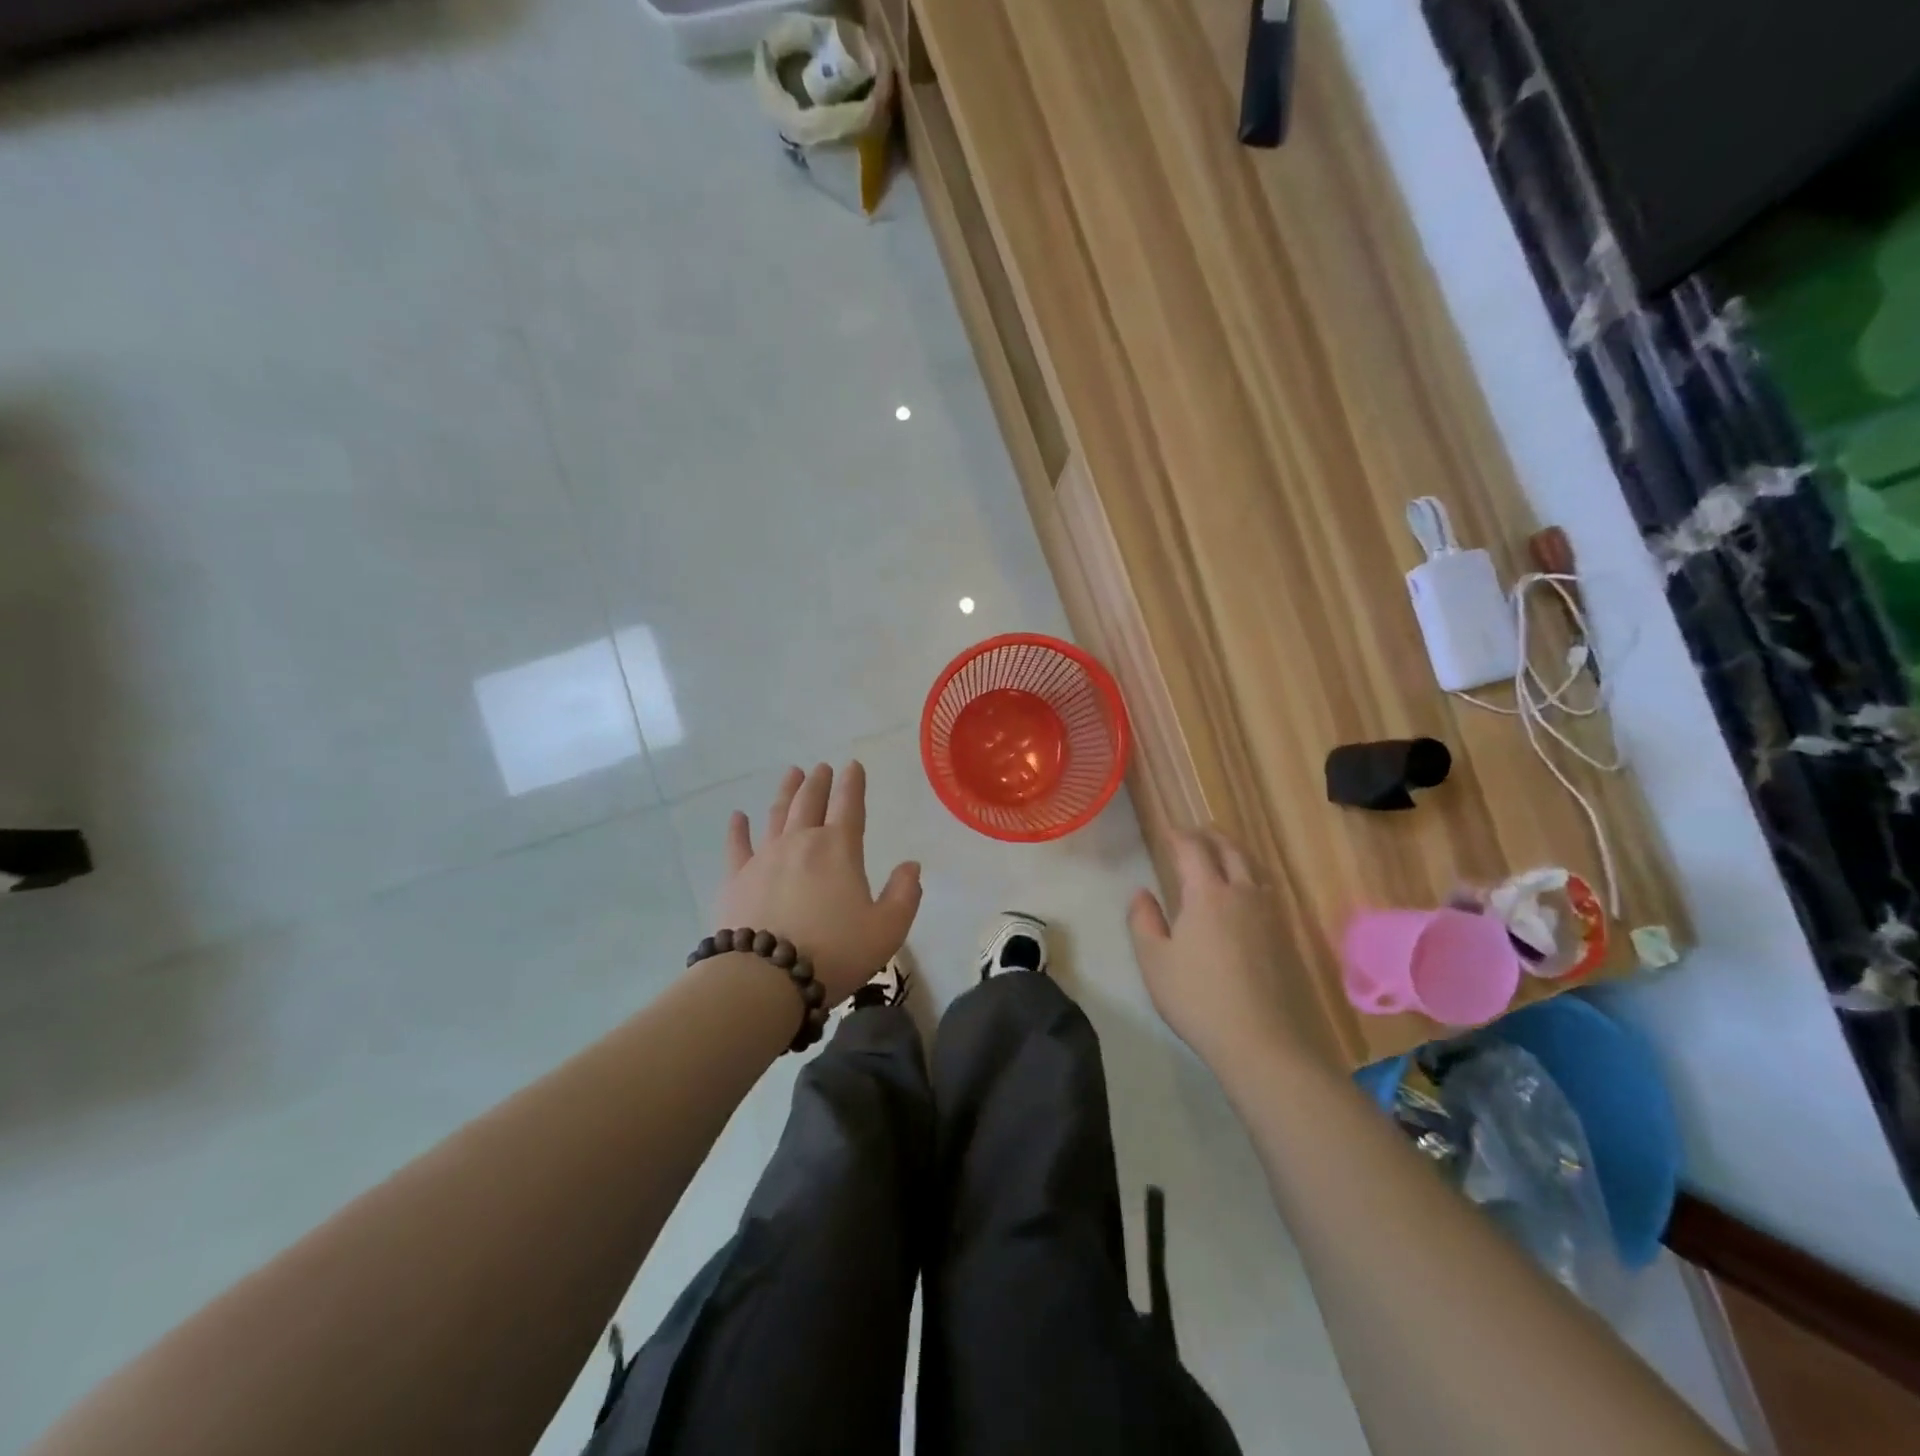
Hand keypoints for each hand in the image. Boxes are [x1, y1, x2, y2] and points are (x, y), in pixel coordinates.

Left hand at [713, 762, 922, 1005]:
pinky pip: (737, 846)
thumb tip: (911, 865)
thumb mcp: (887, 930)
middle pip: (809, 802)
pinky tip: (738, 816)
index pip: (849, 805)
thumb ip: (904, 894)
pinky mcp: (736, 879)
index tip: (853, 766)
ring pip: (776, 815)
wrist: (765, 978)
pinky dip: (738, 829)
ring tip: (792, 774)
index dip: (853, 784)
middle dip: (818, 782)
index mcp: (839, 849)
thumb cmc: (834, 952)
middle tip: (822, 767)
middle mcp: (800, 842)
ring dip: (786, 792)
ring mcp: (764, 858)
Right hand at [1127, 828, 1325, 1074]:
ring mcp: (1269, 915)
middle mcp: (1242, 894)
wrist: (1262, 1042)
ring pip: (1253, 868)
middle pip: (1230, 850)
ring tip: (1220, 856)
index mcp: (1207, 894)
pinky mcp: (1285, 937)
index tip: (1166, 830)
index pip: (1192, 849)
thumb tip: (1141, 893)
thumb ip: (1143, 920)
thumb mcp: (1154, 961)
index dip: (1178, 835)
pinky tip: (1244, 895)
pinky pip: (1266, 891)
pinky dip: (1250, 878)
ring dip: (1234, 854)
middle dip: (1210, 836)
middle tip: (1194, 833)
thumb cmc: (1197, 998)